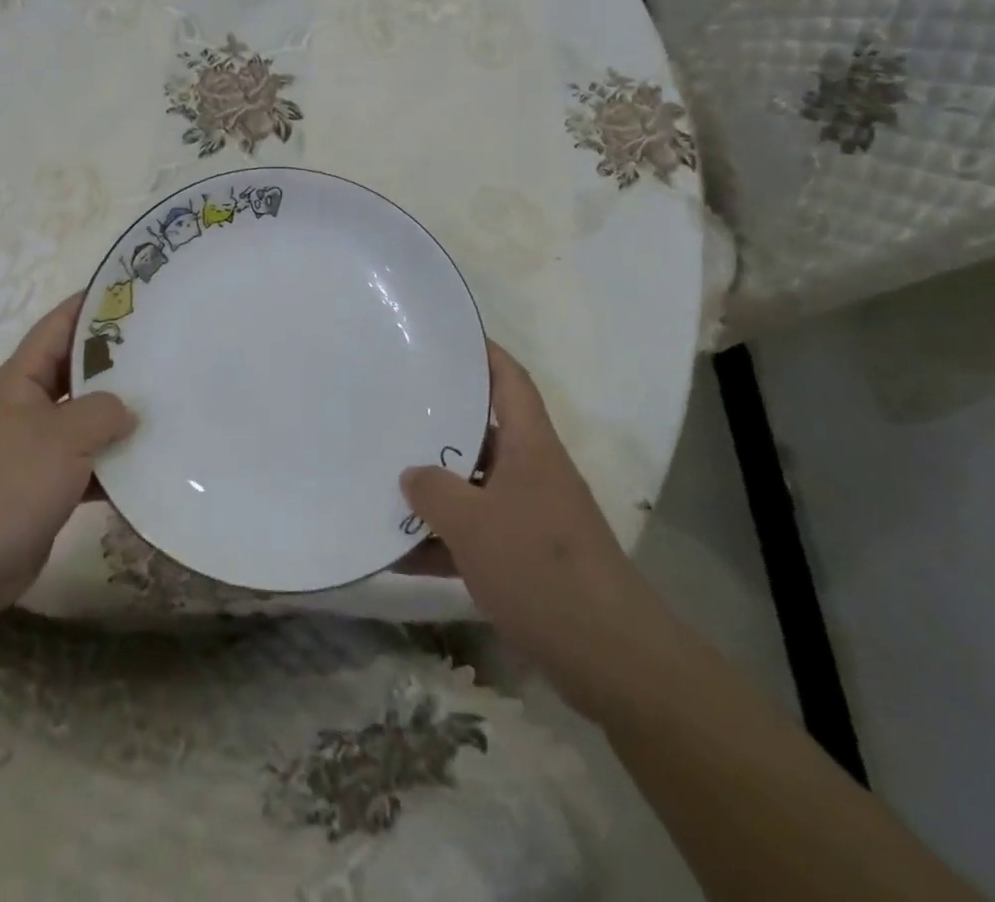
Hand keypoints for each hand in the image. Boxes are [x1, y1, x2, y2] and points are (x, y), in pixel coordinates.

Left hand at [0, 293, 134, 637]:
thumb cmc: (8, 487)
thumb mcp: (62, 439)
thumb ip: (103, 412)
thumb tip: (129, 409)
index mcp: (20, 380)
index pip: (59, 326)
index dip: (92, 305)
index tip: (134, 292)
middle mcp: (27, 405)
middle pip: (77, 370)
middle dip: (117, 360)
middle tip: (165, 347)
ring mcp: (35, 446)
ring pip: (86, 417)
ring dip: (120, 415)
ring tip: (168, 401)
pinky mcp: (46, 484)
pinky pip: (87, 461)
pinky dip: (113, 462)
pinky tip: (150, 461)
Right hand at [400, 341, 683, 720]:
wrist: (610, 659)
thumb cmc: (540, 568)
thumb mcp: (473, 523)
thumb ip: (434, 491)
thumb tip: (411, 475)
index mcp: (531, 447)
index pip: (510, 381)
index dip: (483, 352)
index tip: (447, 336)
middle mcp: (534, 473)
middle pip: (485, 432)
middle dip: (441, 423)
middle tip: (395, 407)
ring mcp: (532, 517)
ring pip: (476, 487)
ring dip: (437, 489)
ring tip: (385, 477)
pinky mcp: (528, 560)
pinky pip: (477, 536)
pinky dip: (444, 541)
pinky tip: (400, 553)